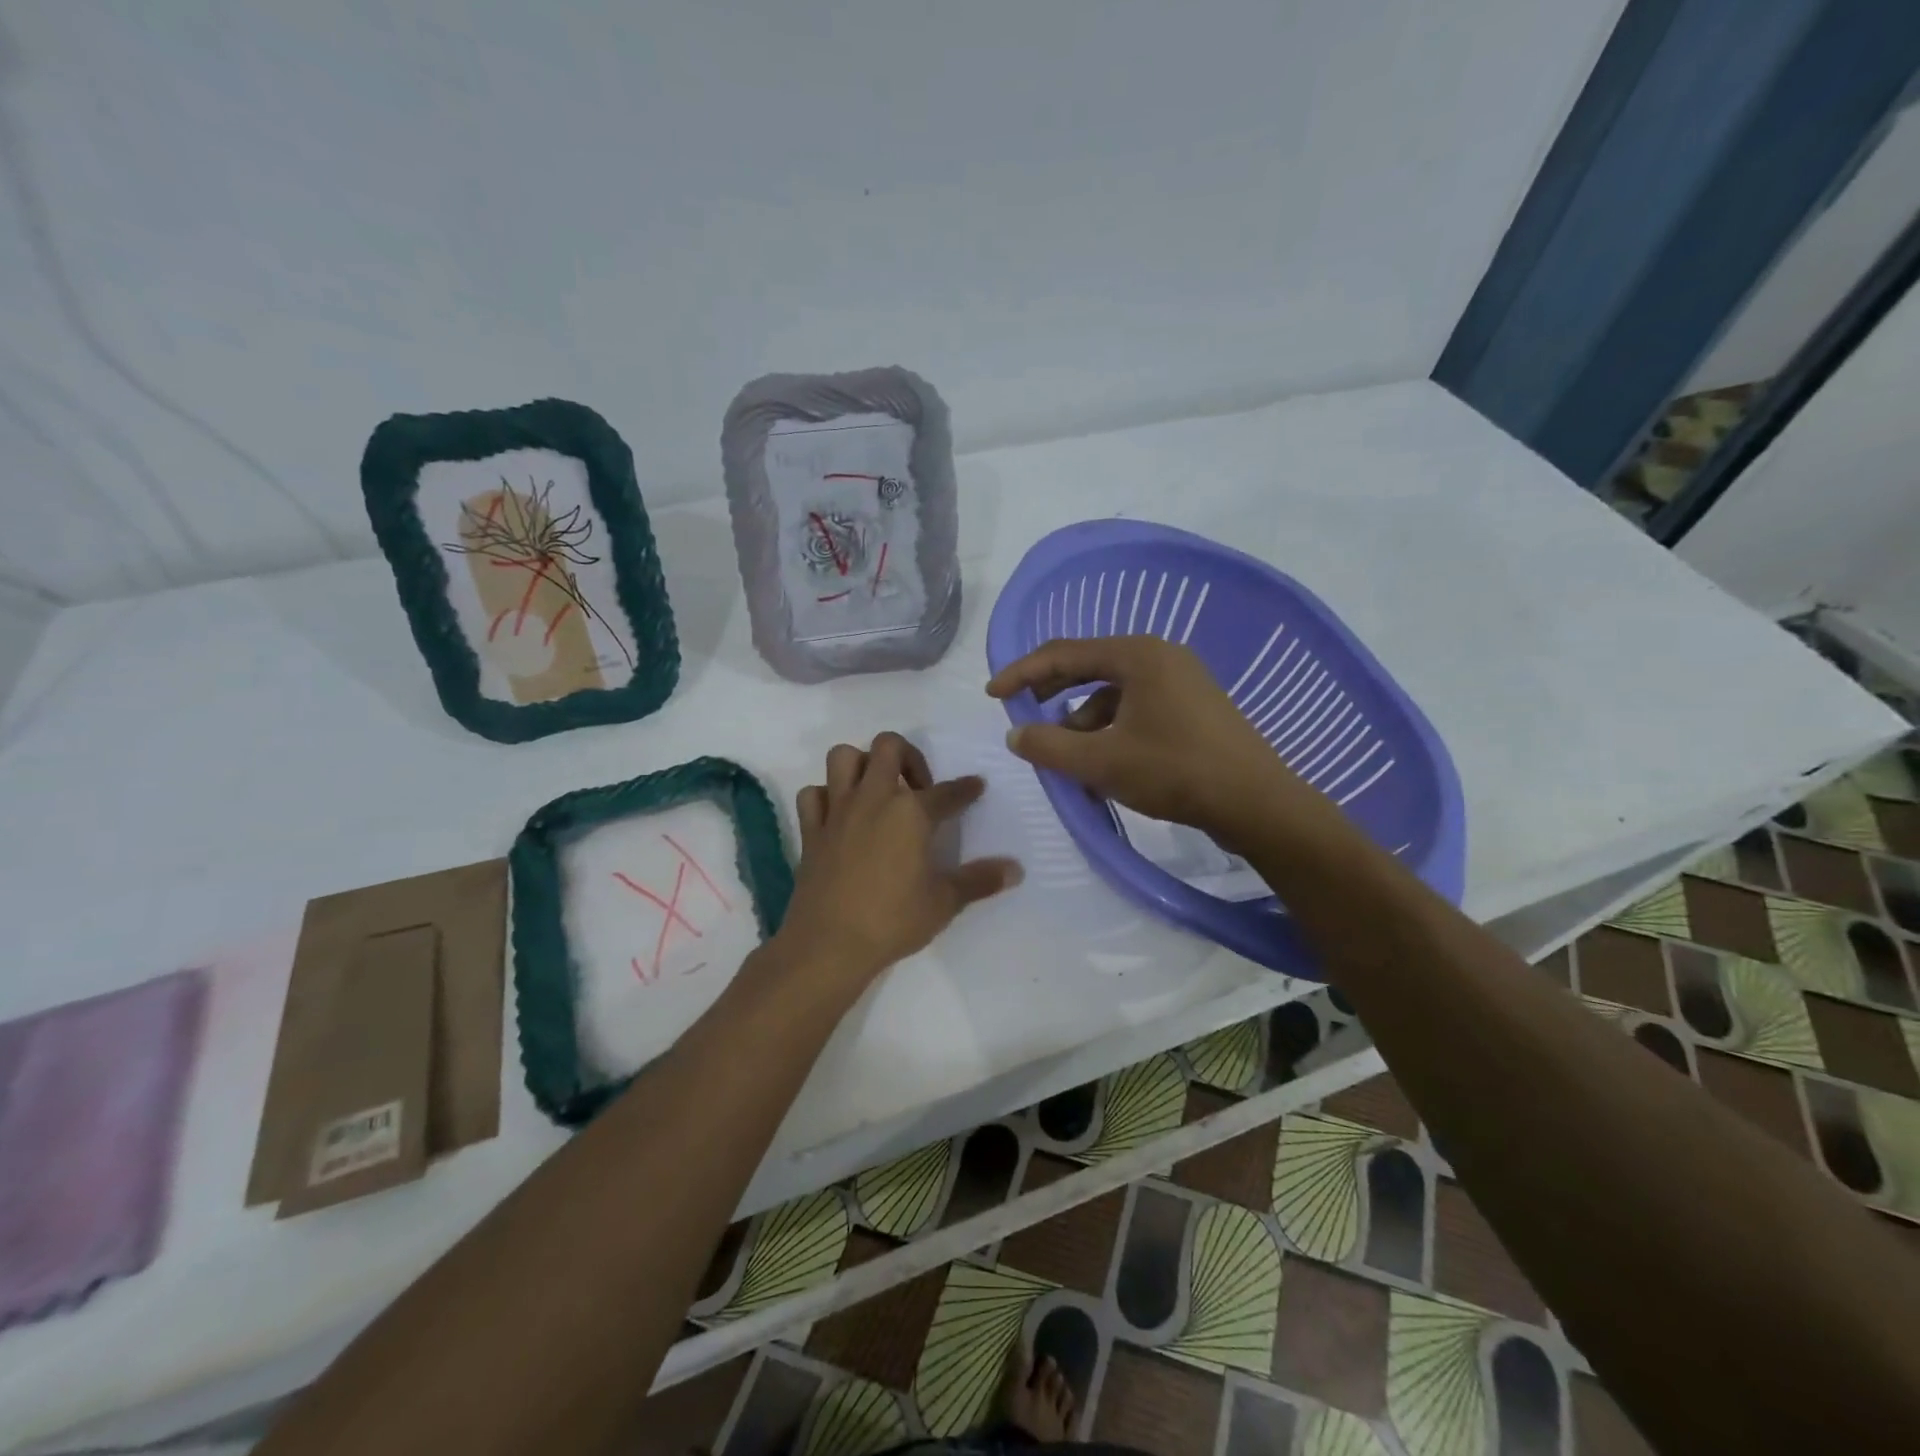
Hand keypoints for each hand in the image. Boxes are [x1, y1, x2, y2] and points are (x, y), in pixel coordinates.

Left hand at [774, 732, 1021, 987]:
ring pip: (843, 757)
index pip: (947, 792)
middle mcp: (874, 799)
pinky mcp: (811, 830)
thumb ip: (980, 880)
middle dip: (909, 756)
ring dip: (862, 764)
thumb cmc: (893, 921)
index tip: (975, 786)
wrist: (829, 944)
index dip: (966, 789)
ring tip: (877, 789)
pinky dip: (825, 797)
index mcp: (911, 813)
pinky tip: (839, 814)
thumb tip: (1016, 869)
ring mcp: (837, 811)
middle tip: (919, 787)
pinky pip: (813, 794)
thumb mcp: (945, 902)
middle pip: (889, 747)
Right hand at [987, 635, 1332, 849]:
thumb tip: (1016, 734)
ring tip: (1068, 758)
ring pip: (1113, 694)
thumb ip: (1049, 745)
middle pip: (1089, 667)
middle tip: (1023, 715)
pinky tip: (1103, 765)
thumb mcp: (1101, 761)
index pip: (1064, 653)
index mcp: (1137, 655)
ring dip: (1082, 721)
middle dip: (1051, 693)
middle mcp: (1160, 657)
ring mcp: (1181, 681)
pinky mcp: (1193, 708)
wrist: (1257, 803)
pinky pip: (1136, 709)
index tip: (992, 695)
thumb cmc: (1175, 772)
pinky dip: (1111, 731)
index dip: (1022, 673)